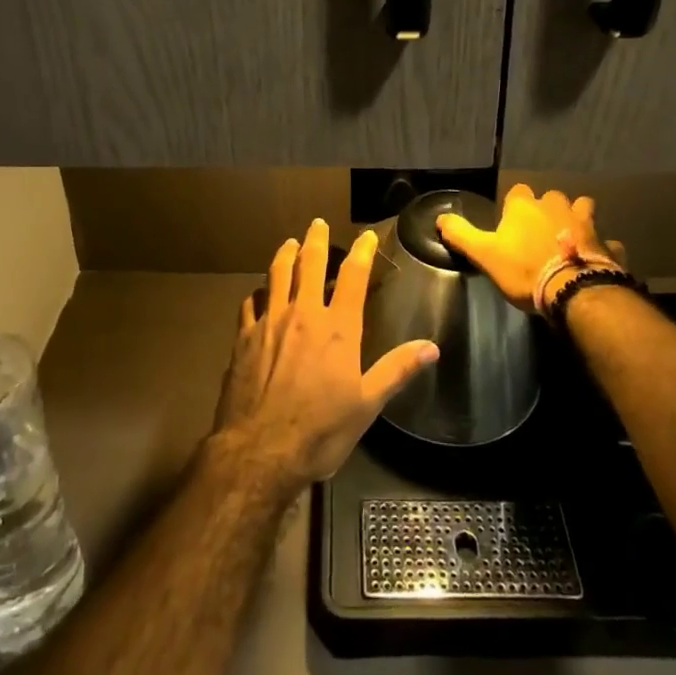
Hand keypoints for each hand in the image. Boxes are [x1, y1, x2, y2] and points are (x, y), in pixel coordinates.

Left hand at [213, 217, 438, 492]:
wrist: (260, 451)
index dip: (362, 252)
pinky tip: (258, 293)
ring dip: (284, 255)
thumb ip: (397, 370)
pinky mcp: (243, 337)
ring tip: (289, 243)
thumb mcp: (367, 405)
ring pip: (276, 275)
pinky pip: (250, 303)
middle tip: (317, 223)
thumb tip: (431, 347)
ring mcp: (269, 322)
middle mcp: (303, 314)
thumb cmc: (320, 430)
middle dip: (315, 240)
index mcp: (337, 327)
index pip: (352, 276)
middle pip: (309, 263)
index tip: (367, 236)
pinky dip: (257, 292)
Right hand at [436, 183, 623, 313]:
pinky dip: (603, 247)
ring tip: (572, 236)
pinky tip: (599, 258)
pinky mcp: (607, 244)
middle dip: (548, 209)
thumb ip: (461, 234)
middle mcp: (556, 206)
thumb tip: (440, 218)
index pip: (518, 191)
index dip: (515, 205)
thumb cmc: (524, 270)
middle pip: (552, 197)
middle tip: (540, 231)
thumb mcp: (484, 254)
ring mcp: (586, 223)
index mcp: (525, 206)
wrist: (574, 291)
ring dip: (579, 218)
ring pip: (584, 209)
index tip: (511, 223)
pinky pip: (607, 241)